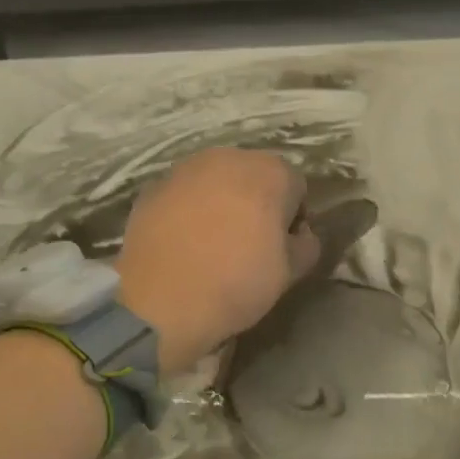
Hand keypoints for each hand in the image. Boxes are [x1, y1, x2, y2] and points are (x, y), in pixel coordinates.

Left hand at [116, 148, 320, 373]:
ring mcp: (184, 169)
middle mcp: (228, 157)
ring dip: (220, 202)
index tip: (281, 248)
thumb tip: (301, 234)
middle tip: (249, 244)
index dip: (293, 218)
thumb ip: (306, 245)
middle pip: (253, 176)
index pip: (296, 188)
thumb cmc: (236, 283)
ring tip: (212, 243)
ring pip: (215, 181)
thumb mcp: (289, 273)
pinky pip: (183, 195)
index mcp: (270, 172)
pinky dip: (187, 210)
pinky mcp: (152, 186)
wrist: (160, 301)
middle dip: (256, 202)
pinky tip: (182, 244)